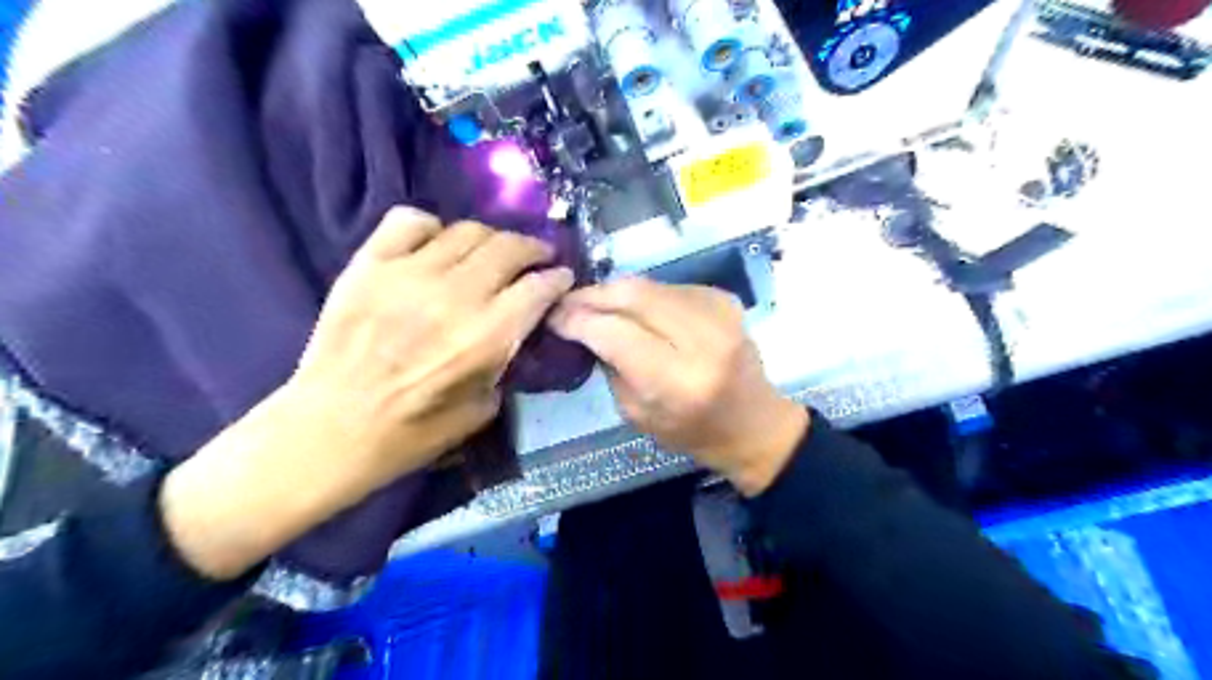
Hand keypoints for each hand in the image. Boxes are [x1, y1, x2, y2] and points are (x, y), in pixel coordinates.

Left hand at [159, 208, 572, 578]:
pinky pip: (409, 221)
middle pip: (509, 248)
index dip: (558, 278)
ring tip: (491, 252)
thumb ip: (505, 364)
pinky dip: (432, 227)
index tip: (562, 277)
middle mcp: (454, 296)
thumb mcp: (481, 411)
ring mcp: (408, 274)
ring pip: (467, 230)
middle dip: (533, 249)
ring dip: (491, 239)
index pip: (538, 288)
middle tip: (536, 258)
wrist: (330, 430)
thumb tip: (514, 333)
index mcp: (486, 337)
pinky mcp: (369, 265)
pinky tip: (436, 245)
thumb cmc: (410, 433)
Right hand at [548, 278, 801, 495]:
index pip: (615, 333)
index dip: (578, 319)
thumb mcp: (637, 414)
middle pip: (632, 295)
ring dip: (615, 292)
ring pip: (649, 285)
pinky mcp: (724, 299)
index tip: (552, 316)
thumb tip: (583, 326)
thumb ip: (610, 366)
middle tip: (565, 301)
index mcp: (678, 381)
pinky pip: (668, 287)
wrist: (754, 423)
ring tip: (593, 303)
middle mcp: (702, 339)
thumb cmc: (692, 431)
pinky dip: (643, 295)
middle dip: (592, 295)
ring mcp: (719, 313)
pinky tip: (632, 309)